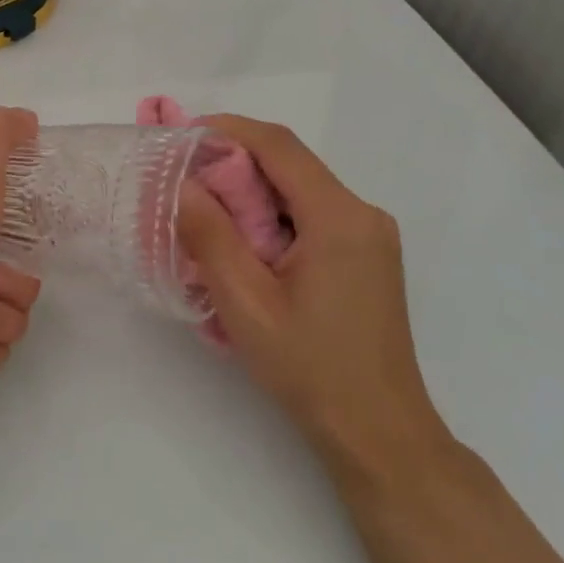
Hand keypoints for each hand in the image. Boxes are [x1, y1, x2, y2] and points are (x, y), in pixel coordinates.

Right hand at [176, 115, 453, 482]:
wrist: (379, 433)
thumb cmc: (310, 368)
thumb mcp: (246, 303)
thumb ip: (210, 236)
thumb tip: (184, 184)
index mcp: (339, 218)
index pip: (280, 146)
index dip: (229, 129)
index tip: (184, 135)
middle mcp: (363, 214)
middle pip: (291, 165)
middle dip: (235, 163)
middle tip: (185, 181)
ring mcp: (370, 236)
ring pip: (301, 190)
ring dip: (253, 193)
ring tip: (207, 215)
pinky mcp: (367, 256)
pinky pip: (313, 216)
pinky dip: (274, 216)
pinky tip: (246, 246)